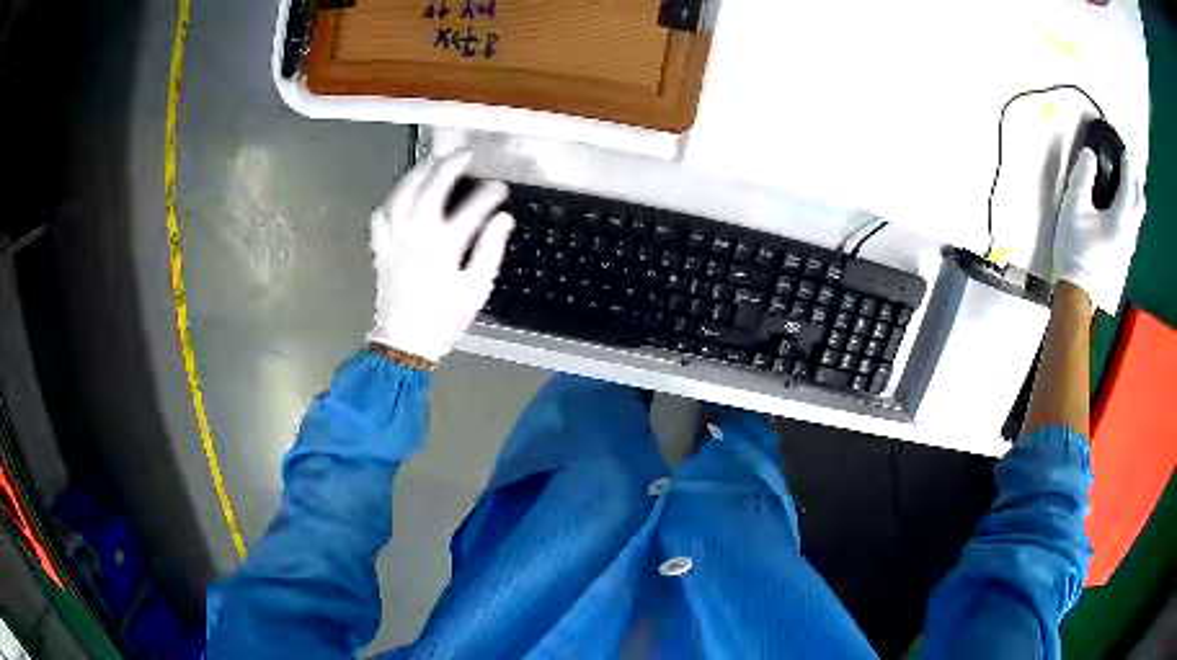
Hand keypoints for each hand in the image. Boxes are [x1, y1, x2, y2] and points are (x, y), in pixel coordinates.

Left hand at [367, 151, 513, 362]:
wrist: (405, 341)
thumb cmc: (444, 317)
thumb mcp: (476, 287)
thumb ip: (490, 249)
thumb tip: (503, 219)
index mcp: (443, 244)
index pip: (472, 208)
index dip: (489, 195)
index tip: (500, 189)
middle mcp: (416, 233)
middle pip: (432, 187)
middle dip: (450, 165)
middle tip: (464, 153)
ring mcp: (395, 238)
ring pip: (402, 193)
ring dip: (418, 172)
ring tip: (432, 160)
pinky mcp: (381, 247)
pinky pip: (381, 215)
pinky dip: (390, 200)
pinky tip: (400, 195)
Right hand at [1053, 148, 1145, 311]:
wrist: (1078, 292)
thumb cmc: (1075, 250)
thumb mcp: (1072, 207)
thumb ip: (1082, 178)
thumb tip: (1089, 154)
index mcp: (1120, 218)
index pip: (1128, 184)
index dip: (1128, 165)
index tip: (1127, 151)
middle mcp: (1129, 232)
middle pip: (1139, 202)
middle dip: (1138, 181)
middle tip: (1134, 164)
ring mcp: (1129, 248)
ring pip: (1139, 217)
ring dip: (1138, 196)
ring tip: (1135, 184)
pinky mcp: (1125, 257)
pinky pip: (1135, 228)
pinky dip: (1135, 212)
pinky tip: (1130, 210)